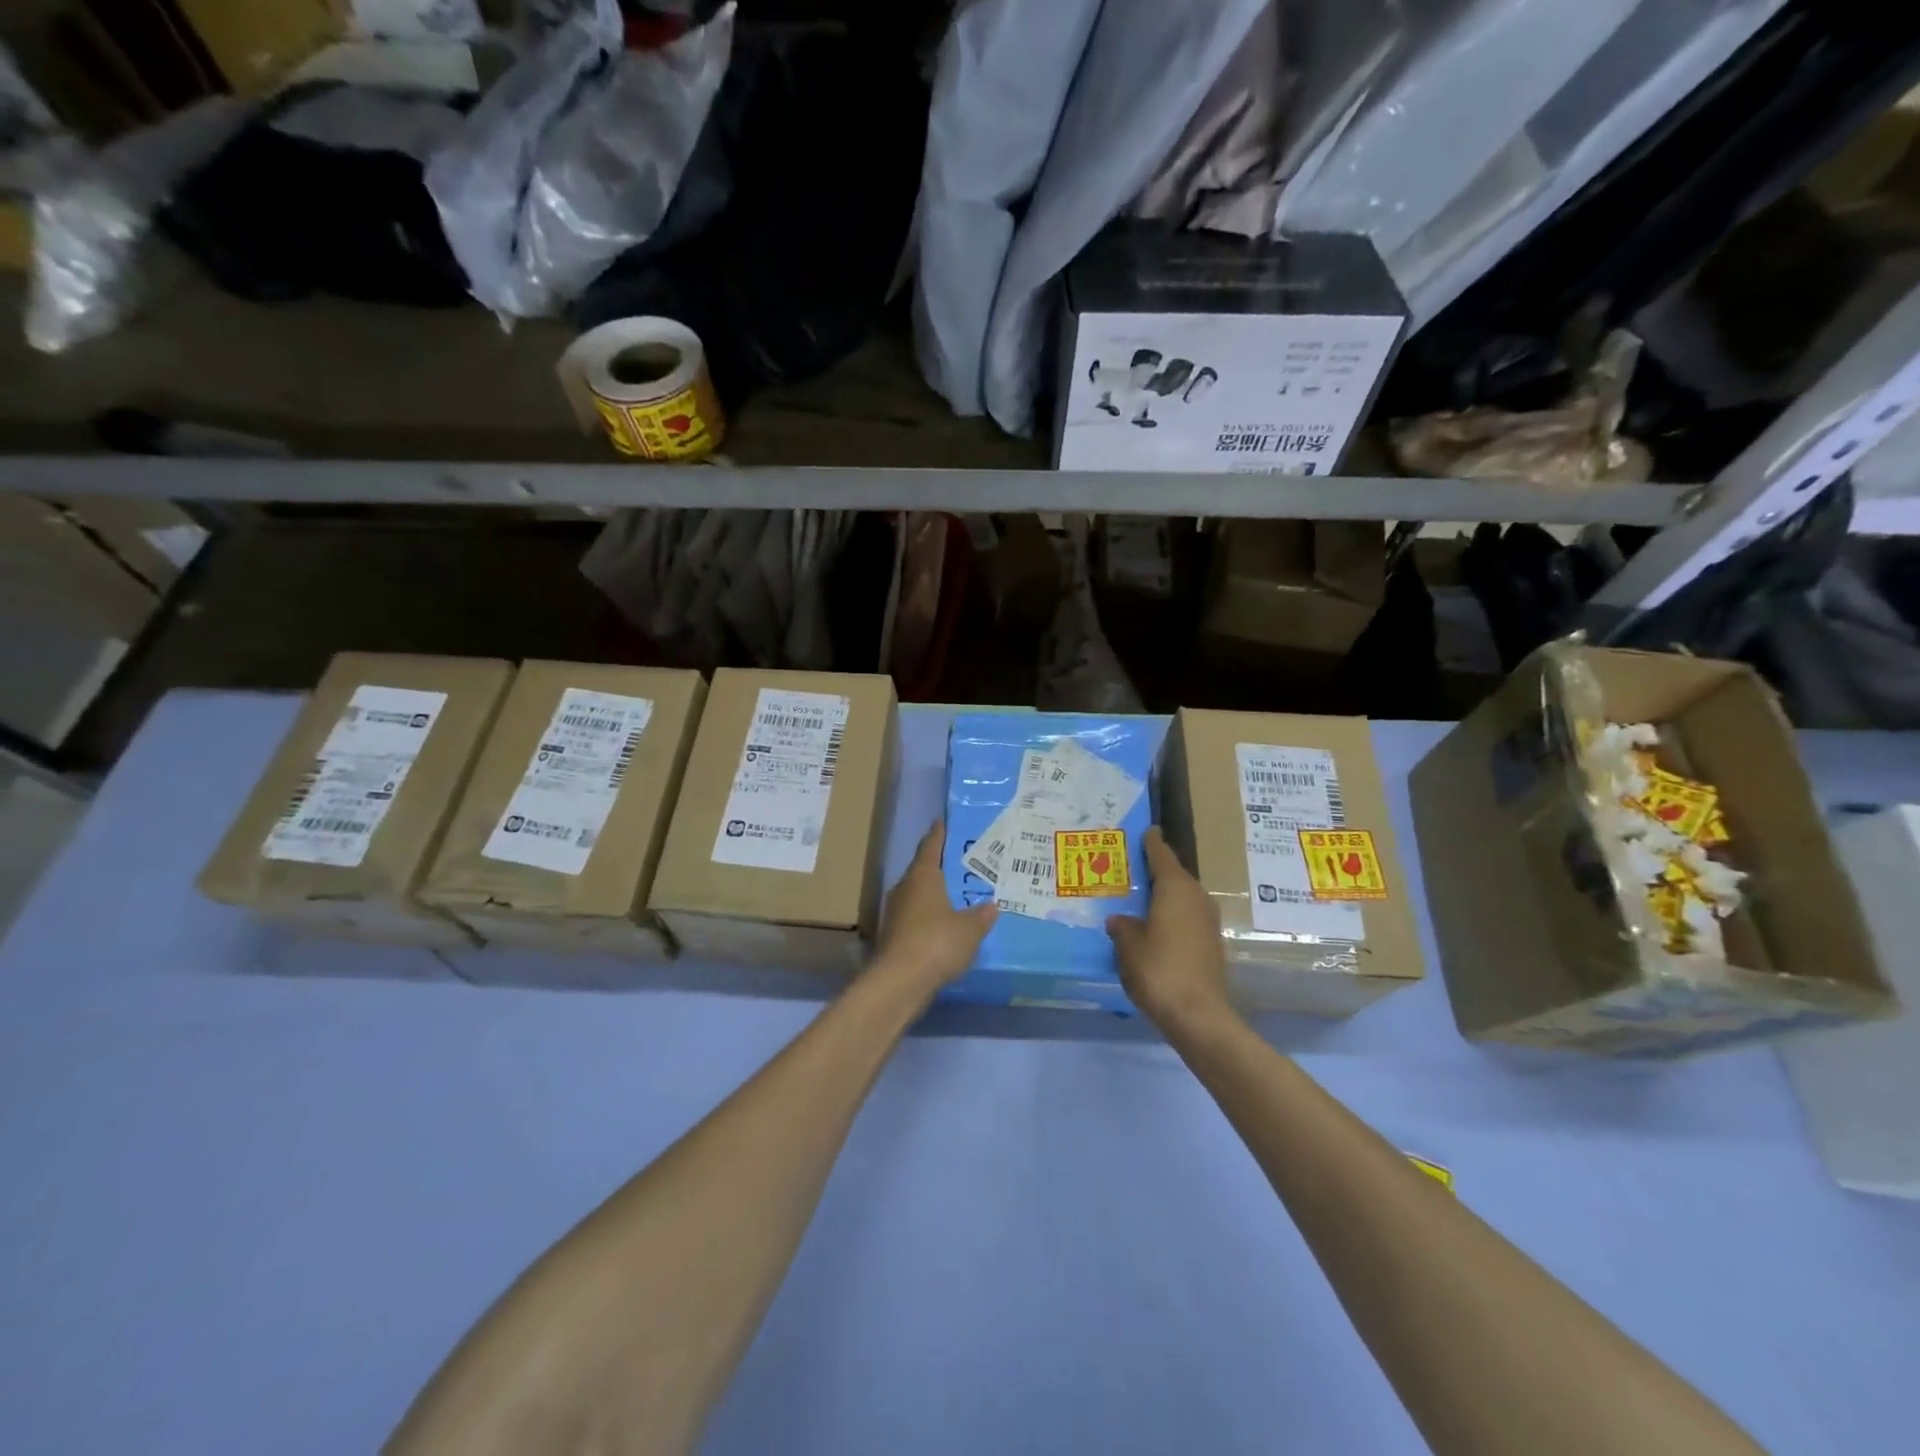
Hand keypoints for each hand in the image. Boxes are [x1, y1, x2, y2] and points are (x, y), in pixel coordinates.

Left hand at [871, 821, 996, 998]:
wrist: (900, 981)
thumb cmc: (937, 942)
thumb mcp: (970, 929)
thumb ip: (981, 915)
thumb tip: (991, 906)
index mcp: (922, 876)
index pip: (930, 847)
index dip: (937, 834)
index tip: (940, 822)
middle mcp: (904, 888)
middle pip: (921, 871)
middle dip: (937, 867)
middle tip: (958, 864)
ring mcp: (895, 913)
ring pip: (916, 896)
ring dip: (932, 895)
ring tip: (955, 897)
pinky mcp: (892, 936)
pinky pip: (914, 918)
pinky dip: (928, 919)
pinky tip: (942, 928)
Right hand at [1107, 827, 1232, 1032]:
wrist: (1198, 1015)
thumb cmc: (1158, 969)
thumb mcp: (1128, 946)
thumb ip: (1122, 927)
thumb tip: (1120, 921)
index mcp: (1175, 888)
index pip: (1161, 855)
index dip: (1151, 843)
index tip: (1147, 830)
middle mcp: (1196, 897)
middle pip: (1174, 876)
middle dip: (1154, 872)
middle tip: (1130, 869)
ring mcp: (1207, 922)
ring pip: (1181, 898)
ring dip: (1163, 897)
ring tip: (1138, 899)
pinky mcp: (1210, 944)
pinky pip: (1186, 918)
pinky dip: (1170, 917)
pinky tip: (1153, 928)